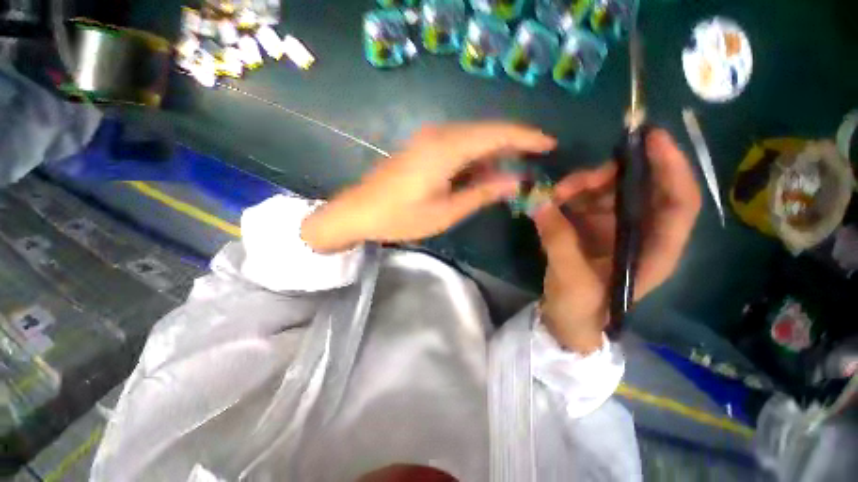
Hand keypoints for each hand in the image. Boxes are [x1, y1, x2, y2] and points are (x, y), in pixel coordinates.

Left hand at [302, 122, 555, 252]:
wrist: (358, 212)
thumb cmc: (401, 217)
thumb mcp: (446, 211)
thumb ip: (481, 193)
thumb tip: (515, 182)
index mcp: (446, 148)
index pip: (496, 133)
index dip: (526, 137)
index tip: (549, 144)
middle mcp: (439, 134)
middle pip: (486, 131)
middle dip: (513, 143)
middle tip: (535, 160)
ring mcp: (428, 138)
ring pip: (473, 137)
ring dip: (494, 151)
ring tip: (515, 169)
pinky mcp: (422, 147)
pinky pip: (458, 145)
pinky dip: (475, 156)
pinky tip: (484, 171)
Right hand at [534, 129, 701, 352]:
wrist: (568, 322)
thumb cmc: (582, 309)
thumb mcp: (571, 279)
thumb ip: (557, 239)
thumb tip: (538, 202)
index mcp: (654, 250)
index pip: (679, 202)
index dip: (672, 168)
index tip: (651, 139)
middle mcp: (640, 234)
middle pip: (637, 190)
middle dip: (608, 177)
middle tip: (573, 180)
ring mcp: (613, 230)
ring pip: (606, 194)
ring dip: (581, 187)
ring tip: (553, 194)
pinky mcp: (589, 231)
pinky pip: (583, 203)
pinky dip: (567, 198)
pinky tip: (550, 202)